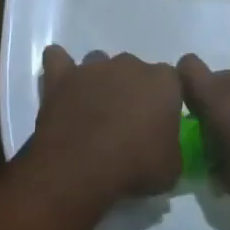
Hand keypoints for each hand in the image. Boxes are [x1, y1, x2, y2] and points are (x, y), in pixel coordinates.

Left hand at [31, 46, 182, 199]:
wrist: (80, 169)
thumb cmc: (134, 167)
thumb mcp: (171, 167)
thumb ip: (171, 146)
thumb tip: (162, 145)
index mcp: (163, 82)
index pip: (171, 82)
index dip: (164, 103)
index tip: (158, 125)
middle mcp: (130, 65)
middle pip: (134, 71)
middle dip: (132, 91)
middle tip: (126, 123)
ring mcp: (93, 68)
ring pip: (99, 63)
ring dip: (99, 81)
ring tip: (94, 110)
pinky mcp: (61, 77)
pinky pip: (58, 59)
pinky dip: (60, 67)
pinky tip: (62, 84)